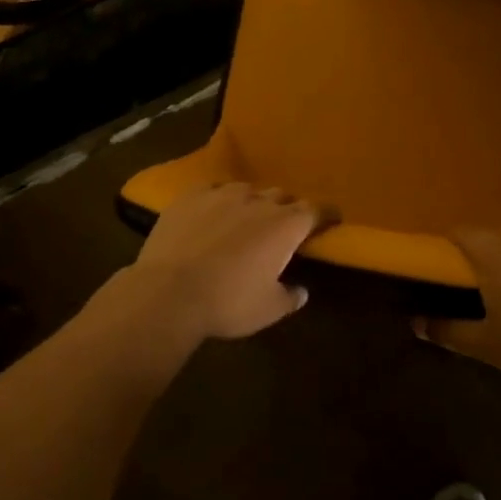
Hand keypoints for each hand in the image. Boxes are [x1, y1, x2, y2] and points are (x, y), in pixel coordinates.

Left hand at [121, 182, 323, 342]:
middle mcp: (258, 201)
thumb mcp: (268, 309)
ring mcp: (222, 194)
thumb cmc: (228, 302)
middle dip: (287, 208)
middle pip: (282, 196)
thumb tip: (301, 291)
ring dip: (253, 202)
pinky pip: (213, 190)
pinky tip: (213, 212)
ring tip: (246, 218)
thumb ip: (289, 297)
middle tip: (284, 226)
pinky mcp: (191, 196)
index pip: (316, 210)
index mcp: (285, 225)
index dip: (326, 214)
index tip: (331, 219)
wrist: (169, 291)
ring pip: (247, 190)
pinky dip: (220, 200)